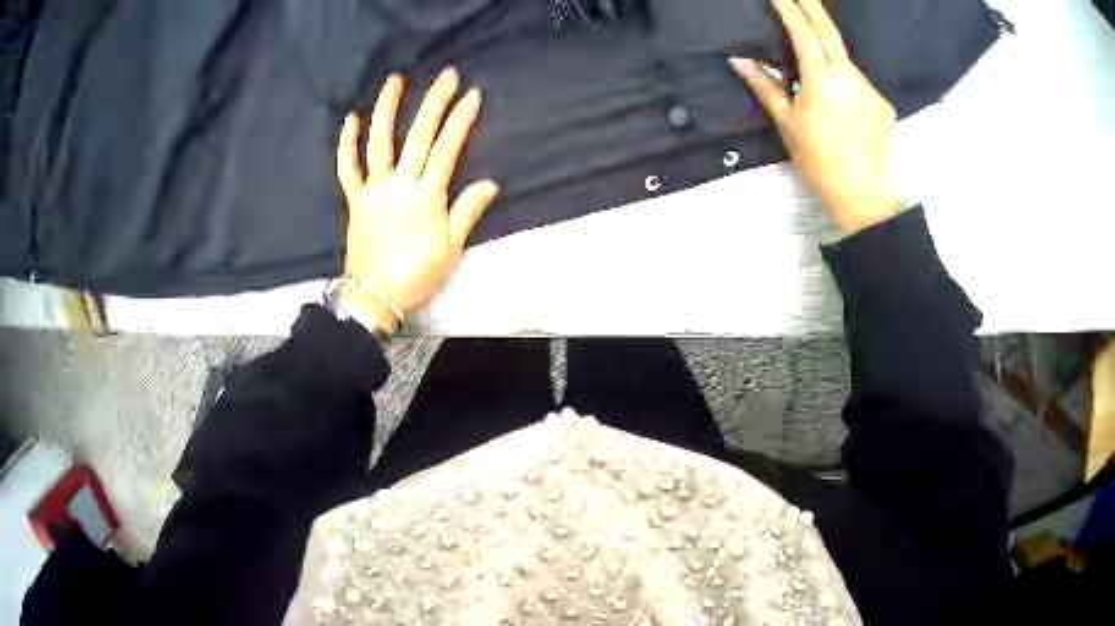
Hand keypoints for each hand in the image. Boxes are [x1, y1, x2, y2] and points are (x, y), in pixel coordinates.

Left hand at [337, 68, 498, 333]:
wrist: (373, 297)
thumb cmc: (415, 276)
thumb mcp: (449, 249)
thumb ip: (466, 212)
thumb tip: (490, 183)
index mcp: (426, 197)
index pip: (447, 149)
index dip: (460, 121)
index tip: (472, 96)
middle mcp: (399, 185)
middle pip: (418, 136)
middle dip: (434, 102)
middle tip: (446, 75)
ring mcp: (373, 190)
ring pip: (379, 142)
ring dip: (387, 109)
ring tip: (395, 81)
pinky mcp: (354, 199)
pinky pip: (347, 167)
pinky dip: (347, 143)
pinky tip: (351, 119)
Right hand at [731, 0, 898, 234]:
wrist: (865, 198)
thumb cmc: (820, 163)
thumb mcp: (789, 125)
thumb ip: (766, 87)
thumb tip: (740, 61)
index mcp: (823, 79)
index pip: (803, 31)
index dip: (788, 7)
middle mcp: (850, 75)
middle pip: (829, 30)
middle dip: (811, 5)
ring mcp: (869, 88)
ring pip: (844, 59)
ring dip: (827, 51)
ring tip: (813, 64)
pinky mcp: (881, 103)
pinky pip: (857, 82)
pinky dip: (843, 81)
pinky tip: (839, 106)